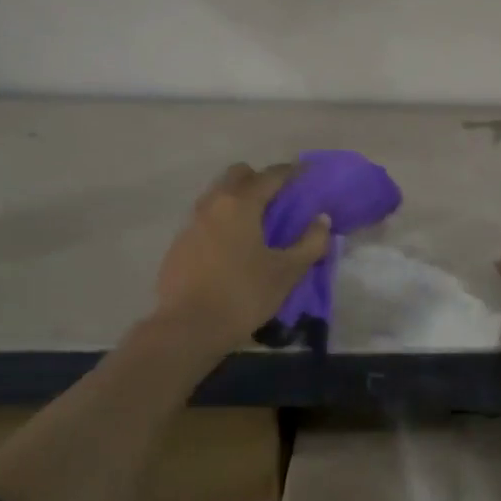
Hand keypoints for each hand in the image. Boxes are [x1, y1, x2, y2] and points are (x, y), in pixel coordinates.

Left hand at [155, 164, 331, 348]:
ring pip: (217, 195)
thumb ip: (310, 243)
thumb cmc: (243, 295)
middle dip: (259, 179)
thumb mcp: (287, 273)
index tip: (306, 173)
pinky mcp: (179, 244)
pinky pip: (205, 219)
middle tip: (278, 200)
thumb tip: (321, 220)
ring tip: (255, 224)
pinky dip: (221, 221)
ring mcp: (191, 223)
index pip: (271, 175)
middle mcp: (213, 204)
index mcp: (241, 204)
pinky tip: (232, 247)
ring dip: (237, 199)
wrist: (187, 328)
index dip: (291, 172)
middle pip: (237, 175)